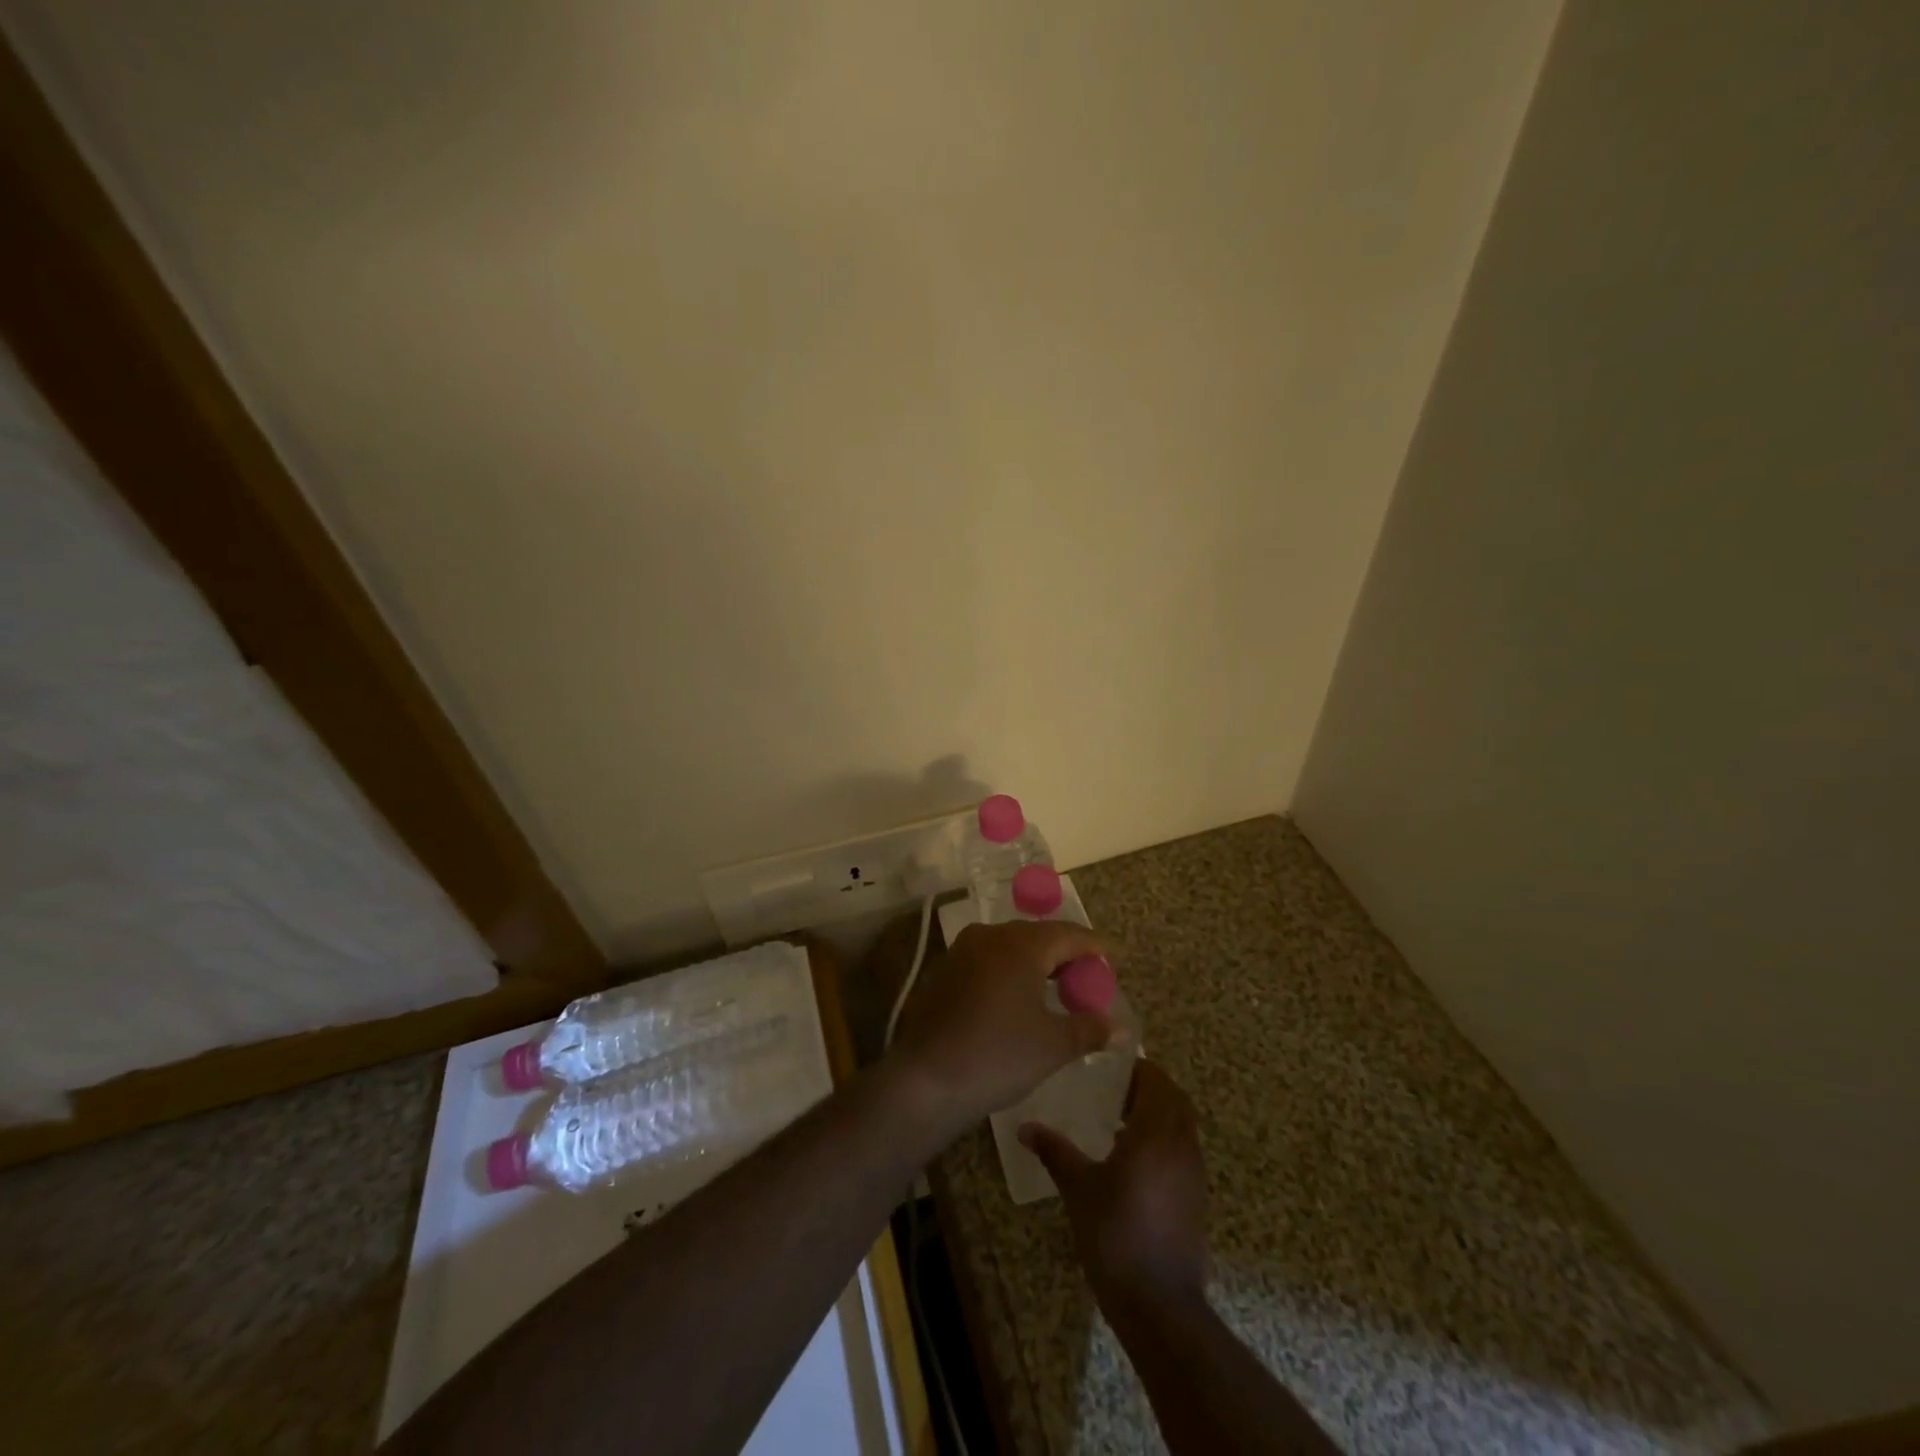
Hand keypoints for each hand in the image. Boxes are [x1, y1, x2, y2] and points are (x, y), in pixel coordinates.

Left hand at [889, 919, 1116, 1133]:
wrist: (925, 1079)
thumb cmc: (998, 1055)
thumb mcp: (1053, 1045)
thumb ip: (1090, 1029)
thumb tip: (1121, 1027)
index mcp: (1022, 944)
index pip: (1069, 934)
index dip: (1094, 945)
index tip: (1114, 955)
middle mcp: (991, 936)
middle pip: (1039, 936)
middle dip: (1066, 954)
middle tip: (1089, 977)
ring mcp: (962, 951)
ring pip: (1010, 947)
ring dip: (1037, 963)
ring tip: (1058, 989)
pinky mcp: (944, 971)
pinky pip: (989, 961)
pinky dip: (1010, 972)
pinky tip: (1018, 999)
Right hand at [1019, 1059, 1209, 1315]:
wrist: (1159, 1305)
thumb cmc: (1116, 1235)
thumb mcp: (1078, 1188)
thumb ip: (1054, 1151)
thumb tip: (1025, 1127)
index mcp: (1156, 1132)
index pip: (1156, 1080)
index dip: (1136, 1068)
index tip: (1108, 1067)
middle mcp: (1182, 1145)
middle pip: (1174, 1099)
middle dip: (1148, 1088)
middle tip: (1113, 1091)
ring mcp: (1194, 1173)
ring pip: (1181, 1125)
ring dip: (1157, 1114)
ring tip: (1118, 1123)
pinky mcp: (1196, 1198)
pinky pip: (1183, 1150)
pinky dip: (1164, 1141)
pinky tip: (1133, 1161)